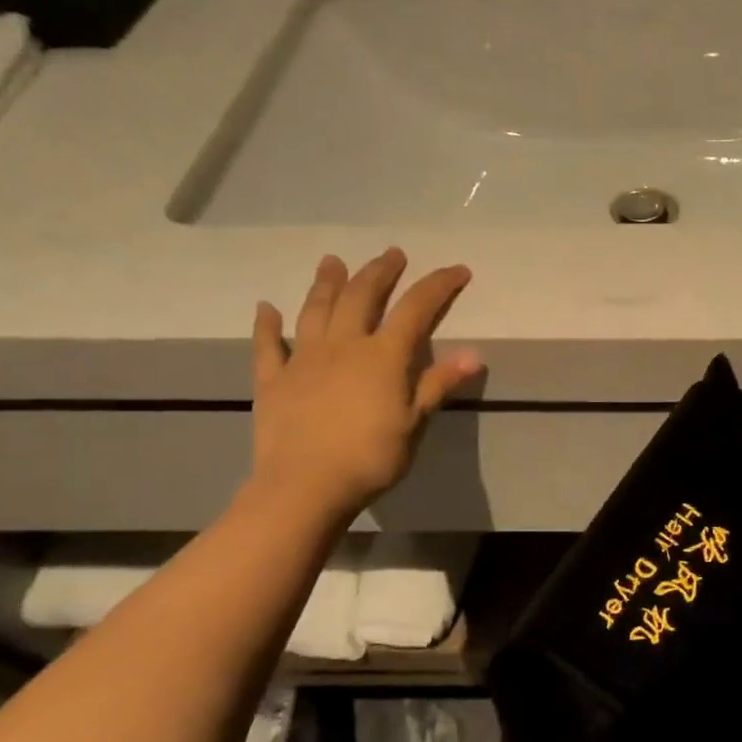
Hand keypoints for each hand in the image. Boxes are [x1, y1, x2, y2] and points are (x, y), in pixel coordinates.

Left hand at [248, 251, 479, 521]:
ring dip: (327, 283)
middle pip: (362, 297)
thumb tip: (474, 355)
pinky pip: (268, 346)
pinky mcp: (273, 380)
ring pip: (316, 311)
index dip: (438, 286)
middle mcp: (342, 346)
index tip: (458, 270)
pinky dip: (267, 325)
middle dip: (381, 272)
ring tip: (333, 261)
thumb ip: (437, 385)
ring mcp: (303, 360)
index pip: (416, 310)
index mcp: (382, 356)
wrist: (305, 486)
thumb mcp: (414, 423)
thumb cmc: (370, 457)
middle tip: (392, 254)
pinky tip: (267, 308)